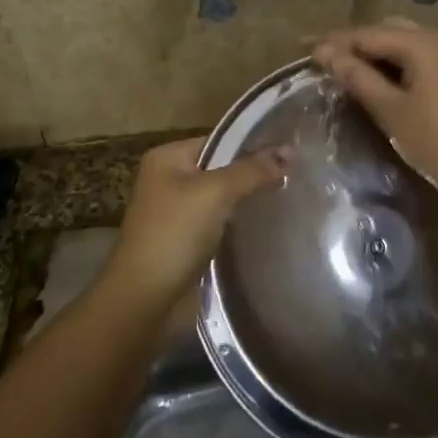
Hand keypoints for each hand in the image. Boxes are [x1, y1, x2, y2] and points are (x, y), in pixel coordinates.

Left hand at [108, 137, 286, 303]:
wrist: (144, 297)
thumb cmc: (175, 234)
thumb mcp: (216, 193)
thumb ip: (252, 170)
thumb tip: (289, 152)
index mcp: (167, 157)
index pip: (219, 141)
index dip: (252, 146)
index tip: (289, 156)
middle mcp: (167, 179)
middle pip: (220, 168)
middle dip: (251, 175)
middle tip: (293, 179)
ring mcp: (173, 211)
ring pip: (220, 198)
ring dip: (245, 201)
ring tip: (284, 200)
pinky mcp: (182, 240)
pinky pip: (216, 222)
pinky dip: (235, 224)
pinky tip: (262, 227)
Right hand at [311, 19, 437, 204]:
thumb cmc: (435, 140)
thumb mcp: (390, 109)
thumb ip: (357, 76)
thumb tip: (325, 53)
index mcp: (421, 43)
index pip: (367, 34)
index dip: (333, 42)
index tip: (303, 48)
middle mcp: (436, 40)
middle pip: (384, 31)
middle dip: (352, 41)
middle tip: (321, 56)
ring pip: (400, 43)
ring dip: (371, 51)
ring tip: (341, 66)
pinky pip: (412, 57)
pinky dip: (389, 63)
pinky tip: (371, 78)